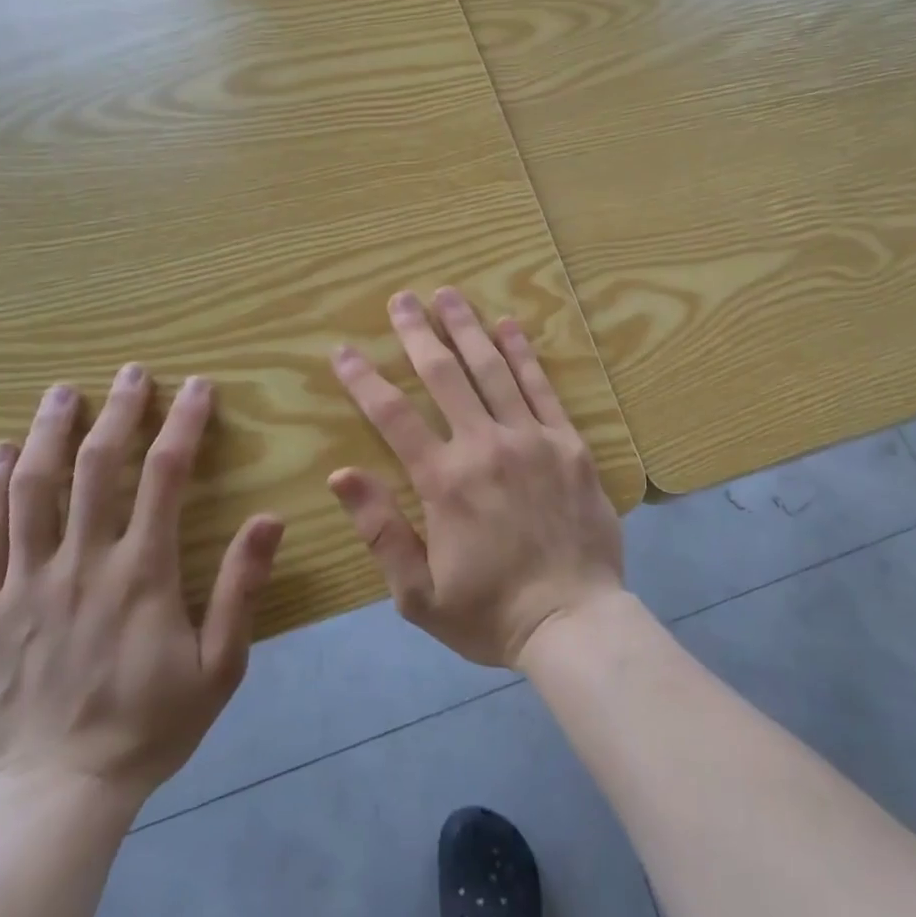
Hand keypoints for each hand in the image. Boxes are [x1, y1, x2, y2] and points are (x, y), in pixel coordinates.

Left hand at [0, 368, 283, 809]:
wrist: (51, 803)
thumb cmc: (146, 729)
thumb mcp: (219, 666)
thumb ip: (241, 589)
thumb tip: (270, 517)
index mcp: (141, 572)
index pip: (165, 474)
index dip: (183, 422)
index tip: (197, 386)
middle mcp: (80, 563)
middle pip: (95, 466)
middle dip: (118, 410)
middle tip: (130, 372)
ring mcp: (22, 585)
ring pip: (31, 490)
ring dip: (48, 433)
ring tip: (61, 393)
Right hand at [328, 288, 624, 667]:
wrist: (574, 622)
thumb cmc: (490, 612)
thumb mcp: (418, 593)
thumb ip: (380, 529)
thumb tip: (341, 473)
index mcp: (444, 481)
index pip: (393, 415)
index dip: (364, 379)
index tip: (343, 350)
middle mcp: (485, 446)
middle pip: (444, 375)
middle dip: (418, 332)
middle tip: (401, 298)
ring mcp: (532, 438)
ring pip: (493, 369)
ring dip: (467, 328)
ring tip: (448, 294)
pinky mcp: (569, 442)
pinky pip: (542, 387)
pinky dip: (523, 353)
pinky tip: (509, 325)